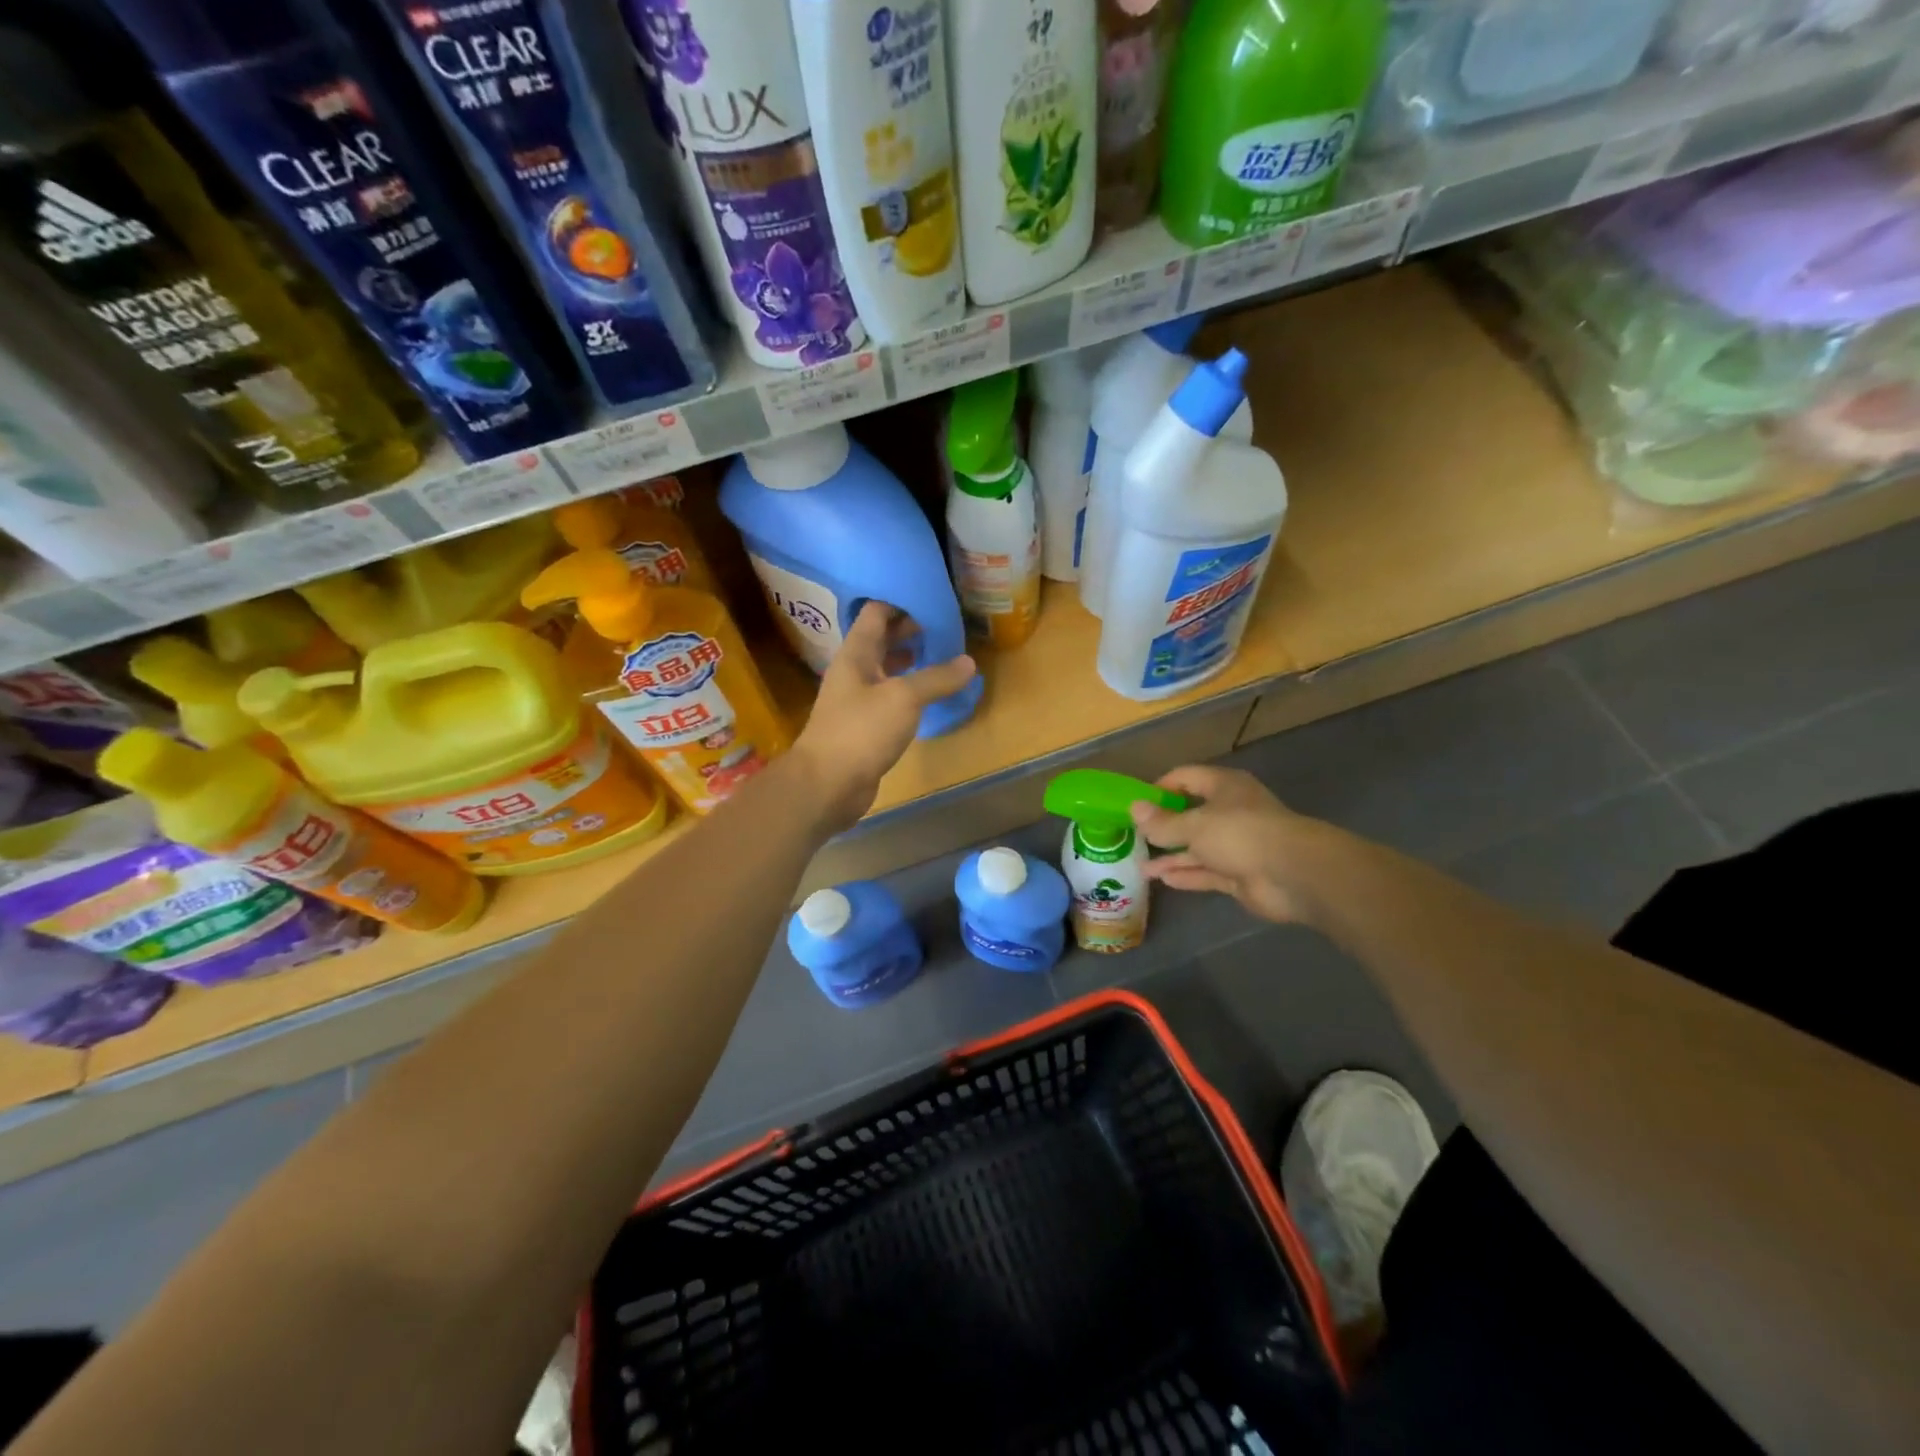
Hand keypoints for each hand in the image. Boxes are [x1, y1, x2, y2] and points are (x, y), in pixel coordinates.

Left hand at [791, 602, 975, 831]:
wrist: (827, 784)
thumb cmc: (860, 731)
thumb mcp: (904, 698)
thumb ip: (936, 678)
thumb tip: (969, 662)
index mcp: (856, 654)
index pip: (876, 613)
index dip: (902, 602)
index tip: (934, 599)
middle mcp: (854, 671)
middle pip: (881, 640)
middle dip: (911, 631)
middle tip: (946, 628)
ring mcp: (857, 700)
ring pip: (886, 670)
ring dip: (911, 661)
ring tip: (943, 657)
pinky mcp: (864, 726)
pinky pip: (889, 698)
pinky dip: (909, 692)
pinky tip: (930, 696)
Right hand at [1129, 765, 1336, 925]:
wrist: (1293, 874)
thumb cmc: (1240, 833)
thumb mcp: (1194, 825)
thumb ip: (1163, 823)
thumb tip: (1134, 809)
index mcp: (1224, 787)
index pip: (1186, 778)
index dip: (1161, 788)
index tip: (1137, 803)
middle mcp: (1230, 812)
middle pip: (1191, 815)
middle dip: (1164, 827)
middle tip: (1135, 836)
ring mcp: (1237, 845)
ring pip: (1198, 848)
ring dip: (1171, 856)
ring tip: (1141, 865)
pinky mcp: (1240, 874)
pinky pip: (1207, 872)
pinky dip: (1187, 874)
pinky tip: (1163, 880)